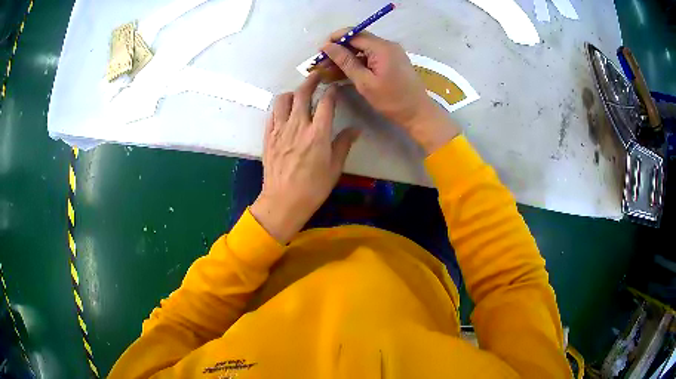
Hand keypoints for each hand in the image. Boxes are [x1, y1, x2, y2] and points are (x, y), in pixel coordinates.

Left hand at [250, 73, 360, 243]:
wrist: (283, 202)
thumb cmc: (313, 188)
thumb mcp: (334, 168)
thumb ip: (343, 144)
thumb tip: (355, 129)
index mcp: (318, 134)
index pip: (326, 103)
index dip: (331, 92)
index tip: (334, 87)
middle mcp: (298, 126)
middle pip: (302, 94)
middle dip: (310, 81)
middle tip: (316, 76)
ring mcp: (280, 130)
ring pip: (283, 100)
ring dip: (292, 93)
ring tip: (298, 94)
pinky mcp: (268, 137)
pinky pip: (272, 114)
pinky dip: (279, 107)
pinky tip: (284, 110)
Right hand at [321, 29, 460, 153]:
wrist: (418, 113)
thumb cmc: (391, 100)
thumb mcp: (365, 82)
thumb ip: (345, 61)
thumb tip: (327, 46)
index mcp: (381, 47)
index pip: (353, 34)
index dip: (335, 40)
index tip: (320, 52)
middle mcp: (387, 45)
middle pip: (358, 40)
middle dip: (339, 49)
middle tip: (323, 64)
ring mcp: (391, 52)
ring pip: (363, 49)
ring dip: (347, 57)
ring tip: (330, 70)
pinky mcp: (392, 61)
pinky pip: (371, 56)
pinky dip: (358, 62)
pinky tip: (345, 72)